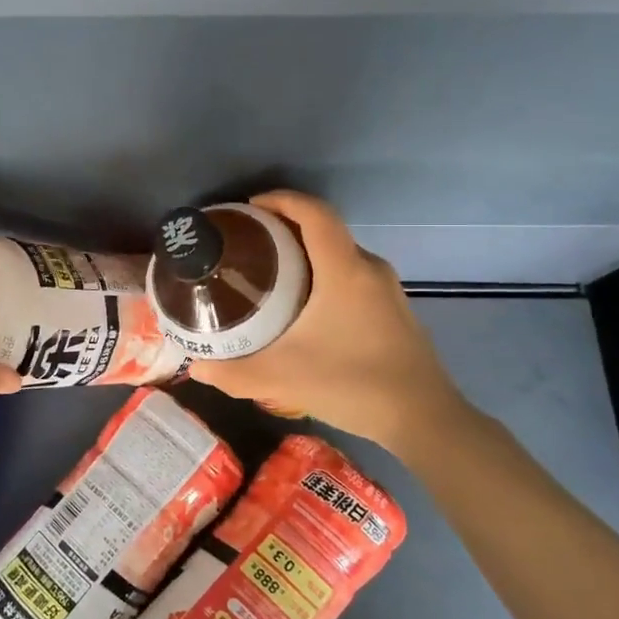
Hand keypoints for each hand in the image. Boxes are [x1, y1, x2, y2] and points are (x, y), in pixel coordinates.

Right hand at [186, 191, 476, 464]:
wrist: (424, 419)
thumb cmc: (353, 384)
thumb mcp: (282, 378)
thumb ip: (233, 373)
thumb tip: (194, 366)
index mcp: (344, 270)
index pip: (314, 212)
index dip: (281, 199)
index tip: (249, 208)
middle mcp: (369, 268)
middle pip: (325, 229)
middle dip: (285, 227)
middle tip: (248, 244)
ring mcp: (387, 289)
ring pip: (340, 253)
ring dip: (306, 253)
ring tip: (270, 272)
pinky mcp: (394, 309)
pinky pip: (353, 274)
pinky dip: (324, 274)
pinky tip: (304, 306)